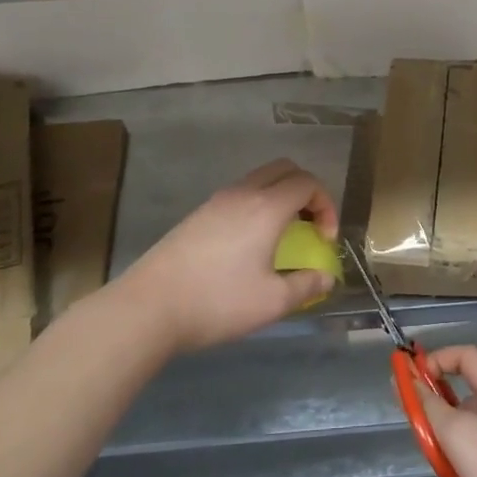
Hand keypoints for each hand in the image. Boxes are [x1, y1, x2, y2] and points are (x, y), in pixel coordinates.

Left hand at [119, 160, 339, 353]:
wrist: (149, 307)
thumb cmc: (217, 302)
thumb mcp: (271, 302)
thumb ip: (306, 285)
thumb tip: (327, 277)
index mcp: (266, 208)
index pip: (308, 182)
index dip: (326, 205)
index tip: (324, 239)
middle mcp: (243, 194)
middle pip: (284, 169)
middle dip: (306, 191)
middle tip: (310, 226)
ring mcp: (216, 201)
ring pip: (259, 179)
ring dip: (280, 196)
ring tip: (282, 235)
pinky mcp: (198, 214)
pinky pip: (239, 194)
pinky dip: (257, 205)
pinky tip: (249, 244)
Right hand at [408, 345, 476, 476]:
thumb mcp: (461, 439)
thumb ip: (432, 408)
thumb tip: (410, 380)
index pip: (468, 357)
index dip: (438, 361)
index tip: (413, 384)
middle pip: (475, 396)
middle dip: (445, 411)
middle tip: (428, 440)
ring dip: (462, 441)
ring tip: (451, 473)